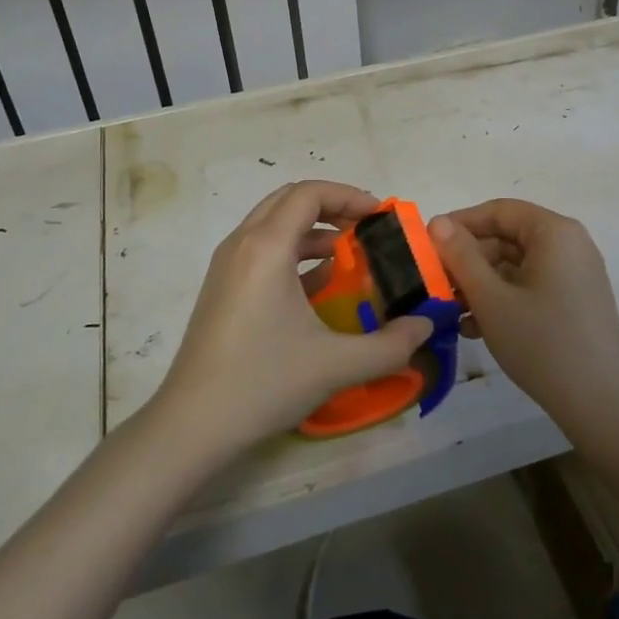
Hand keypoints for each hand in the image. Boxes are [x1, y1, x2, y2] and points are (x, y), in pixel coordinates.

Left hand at [150, 181, 435, 455]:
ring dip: (312, 229)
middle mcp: (242, 244)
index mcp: (266, 246)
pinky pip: (261, 249)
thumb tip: (426, 326)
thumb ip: (390, 344)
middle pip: (289, 200)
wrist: (192, 425)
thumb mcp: (336, 364)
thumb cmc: (263, 382)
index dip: (349, 196)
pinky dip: (292, 251)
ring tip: (348, 255)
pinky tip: (318, 285)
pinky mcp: (221, 287)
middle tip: (366, 229)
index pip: (309, 193)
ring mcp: (227, 265)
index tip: (381, 216)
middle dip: (332, 206)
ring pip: (273, 223)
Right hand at [428, 200, 618, 440]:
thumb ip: (461, 256)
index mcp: (554, 232)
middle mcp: (569, 245)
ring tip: (452, 312)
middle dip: (469, 261)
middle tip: (437, 285)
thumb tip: (437, 222)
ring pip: (517, 266)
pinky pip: (532, 286)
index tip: (428, 245)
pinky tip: (476, 328)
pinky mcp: (576, 302)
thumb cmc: (542, 343)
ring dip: (482, 284)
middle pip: (508, 238)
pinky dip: (504, 299)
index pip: (499, 211)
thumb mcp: (492, 299)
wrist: (602, 405)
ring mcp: (575, 275)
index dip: (460, 224)